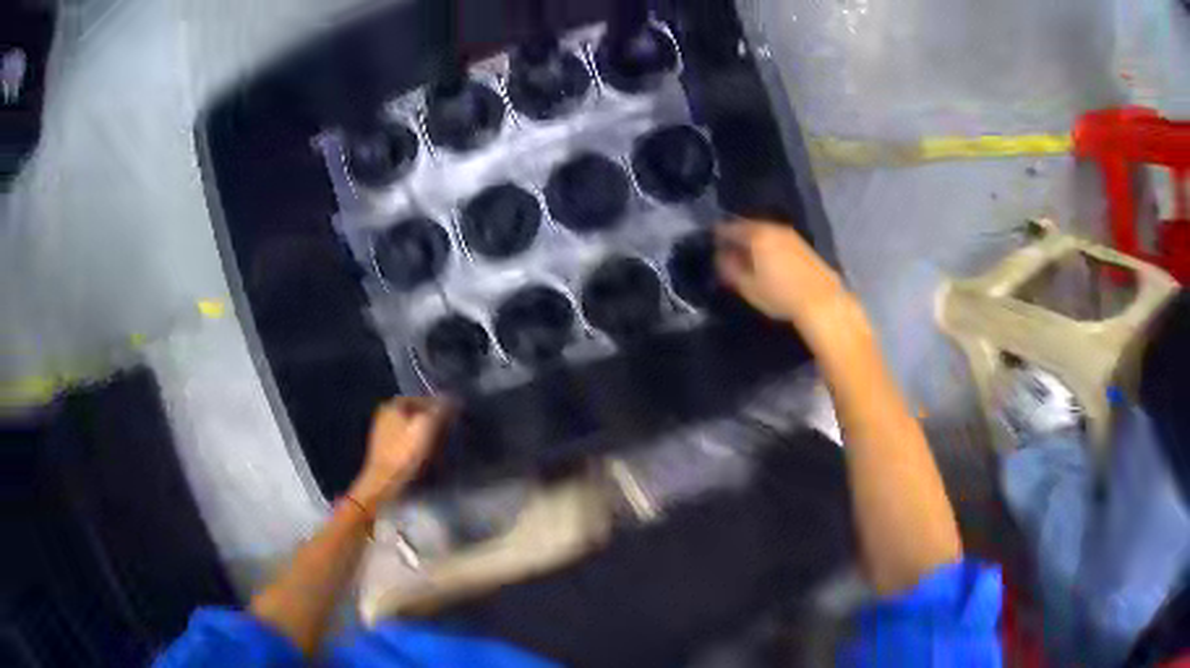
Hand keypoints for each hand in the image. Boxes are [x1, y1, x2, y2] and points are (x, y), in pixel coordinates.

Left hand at [348, 397, 452, 510]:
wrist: (383, 483)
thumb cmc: (404, 453)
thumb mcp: (426, 427)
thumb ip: (439, 409)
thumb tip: (451, 396)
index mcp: (393, 405)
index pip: (422, 398)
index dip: (439, 407)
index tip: (453, 419)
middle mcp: (385, 415)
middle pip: (416, 414)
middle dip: (432, 422)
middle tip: (448, 433)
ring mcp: (383, 433)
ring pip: (411, 428)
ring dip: (426, 435)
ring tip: (440, 447)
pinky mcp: (385, 450)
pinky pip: (406, 442)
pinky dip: (417, 446)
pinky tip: (425, 457)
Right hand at [715, 219, 860, 342]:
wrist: (822, 301)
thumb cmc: (780, 296)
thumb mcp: (748, 287)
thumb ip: (730, 269)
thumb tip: (720, 257)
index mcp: (757, 235)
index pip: (730, 228)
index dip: (718, 235)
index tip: (712, 243)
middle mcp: (774, 228)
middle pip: (749, 227)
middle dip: (738, 236)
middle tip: (729, 249)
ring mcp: (791, 235)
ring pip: (766, 232)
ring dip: (755, 240)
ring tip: (749, 256)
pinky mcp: (804, 245)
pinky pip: (778, 239)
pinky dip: (769, 245)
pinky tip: (769, 259)